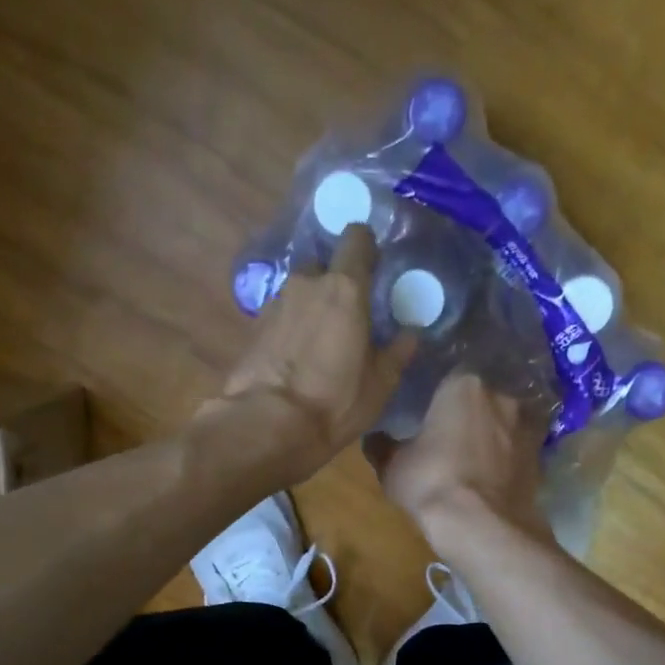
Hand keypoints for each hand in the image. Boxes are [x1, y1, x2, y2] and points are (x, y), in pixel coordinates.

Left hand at [199, 225, 416, 480]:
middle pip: (323, 265)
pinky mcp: (252, 328)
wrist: (267, 426)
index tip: (374, 267)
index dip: (366, 248)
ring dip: (310, 307)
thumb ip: (397, 353)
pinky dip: (289, 329)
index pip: (356, 238)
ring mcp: (274, 304)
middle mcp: (306, 284)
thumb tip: (411, 333)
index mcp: (344, 288)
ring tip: (319, 342)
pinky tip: (295, 358)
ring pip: (299, 292)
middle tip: (347, 314)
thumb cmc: (334, 403)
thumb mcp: (379, 385)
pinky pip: (279, 317)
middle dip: (334, 282)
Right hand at [364, 371, 554, 557]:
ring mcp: (527, 427)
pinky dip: (507, 462)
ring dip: (492, 439)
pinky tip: (491, 481)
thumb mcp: (392, 466)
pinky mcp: (541, 458)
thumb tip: (373, 439)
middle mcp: (502, 397)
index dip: (437, 400)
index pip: (448, 379)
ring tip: (473, 464)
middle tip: (450, 441)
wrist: (482, 526)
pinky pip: (517, 453)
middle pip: (481, 400)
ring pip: (503, 426)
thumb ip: (382, 447)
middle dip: (468, 417)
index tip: (427, 418)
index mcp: (464, 385)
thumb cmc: (431, 482)